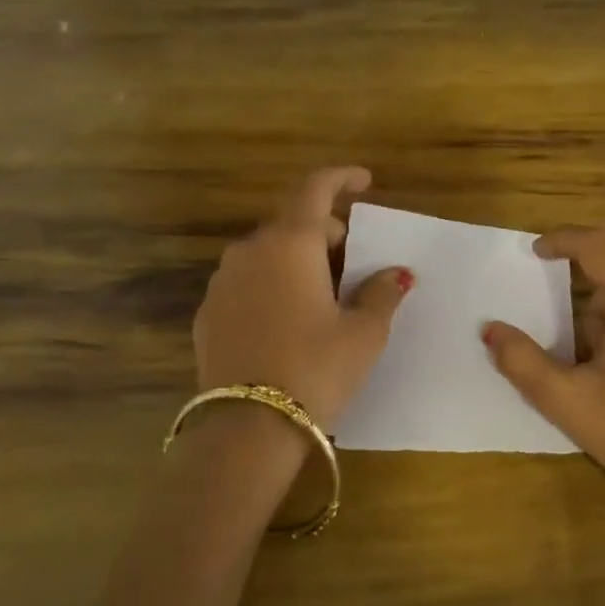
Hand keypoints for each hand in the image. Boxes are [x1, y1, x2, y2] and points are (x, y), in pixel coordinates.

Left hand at [194, 167, 411, 430]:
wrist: (247, 426)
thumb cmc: (316, 369)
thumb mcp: (363, 333)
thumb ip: (381, 294)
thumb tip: (396, 274)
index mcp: (291, 244)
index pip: (315, 189)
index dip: (341, 178)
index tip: (364, 181)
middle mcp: (250, 251)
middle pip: (292, 222)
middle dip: (325, 230)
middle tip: (353, 255)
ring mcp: (222, 282)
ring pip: (267, 253)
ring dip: (297, 259)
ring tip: (322, 292)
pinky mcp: (208, 313)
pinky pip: (247, 283)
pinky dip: (272, 284)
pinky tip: (288, 319)